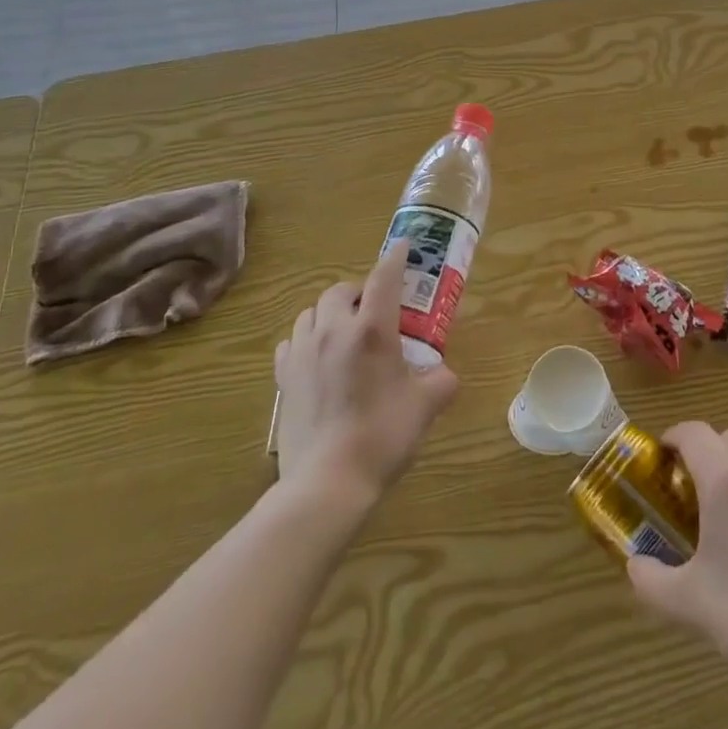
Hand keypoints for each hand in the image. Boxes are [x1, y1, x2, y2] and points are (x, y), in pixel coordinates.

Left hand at [273, 241, 458, 512]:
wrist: (327, 482)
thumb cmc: (382, 436)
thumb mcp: (425, 406)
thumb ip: (441, 381)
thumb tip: (444, 374)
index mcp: (372, 331)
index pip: (384, 278)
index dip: (395, 258)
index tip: (402, 246)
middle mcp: (334, 330)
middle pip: (341, 290)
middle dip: (359, 291)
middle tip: (375, 310)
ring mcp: (303, 352)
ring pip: (311, 312)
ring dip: (330, 312)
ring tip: (344, 331)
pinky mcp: (283, 376)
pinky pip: (291, 341)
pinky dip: (306, 339)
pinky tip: (316, 357)